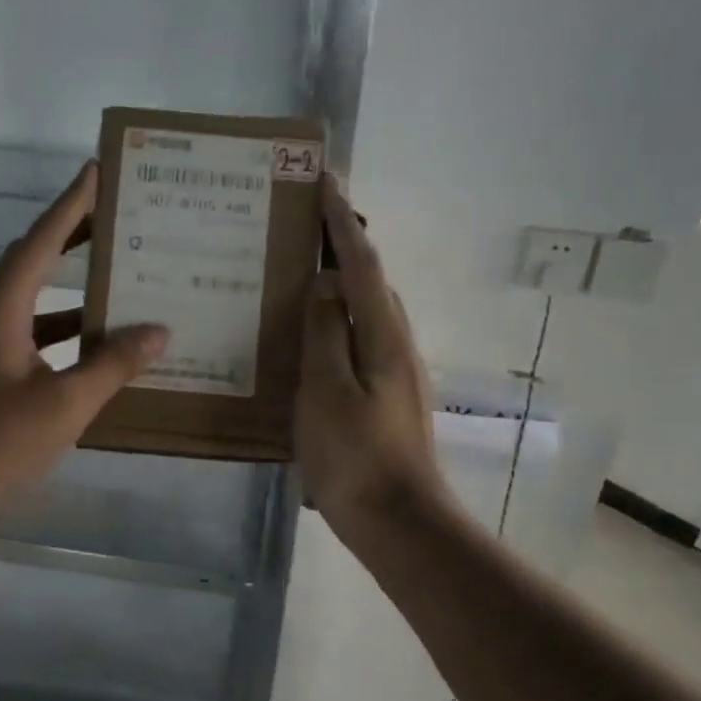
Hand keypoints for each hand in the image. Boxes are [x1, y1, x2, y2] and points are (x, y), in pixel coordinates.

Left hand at [0, 161, 167, 535]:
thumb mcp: (63, 404)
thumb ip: (112, 366)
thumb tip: (159, 330)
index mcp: (3, 309)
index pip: (41, 242)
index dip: (70, 205)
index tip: (96, 170)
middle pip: (37, 263)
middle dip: (75, 237)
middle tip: (117, 216)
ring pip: (40, 304)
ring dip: (77, 289)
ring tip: (123, 279)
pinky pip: (40, 339)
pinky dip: (71, 335)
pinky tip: (102, 350)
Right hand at [297, 174, 447, 535]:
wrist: (399, 522)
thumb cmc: (356, 458)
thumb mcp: (327, 392)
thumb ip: (325, 333)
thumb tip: (324, 284)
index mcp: (383, 335)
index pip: (362, 263)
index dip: (342, 220)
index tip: (324, 178)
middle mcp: (397, 343)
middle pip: (371, 280)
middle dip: (343, 242)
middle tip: (303, 220)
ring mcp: (395, 371)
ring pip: (366, 309)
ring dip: (340, 280)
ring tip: (301, 268)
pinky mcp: (386, 395)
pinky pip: (359, 337)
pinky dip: (337, 318)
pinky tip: (310, 333)